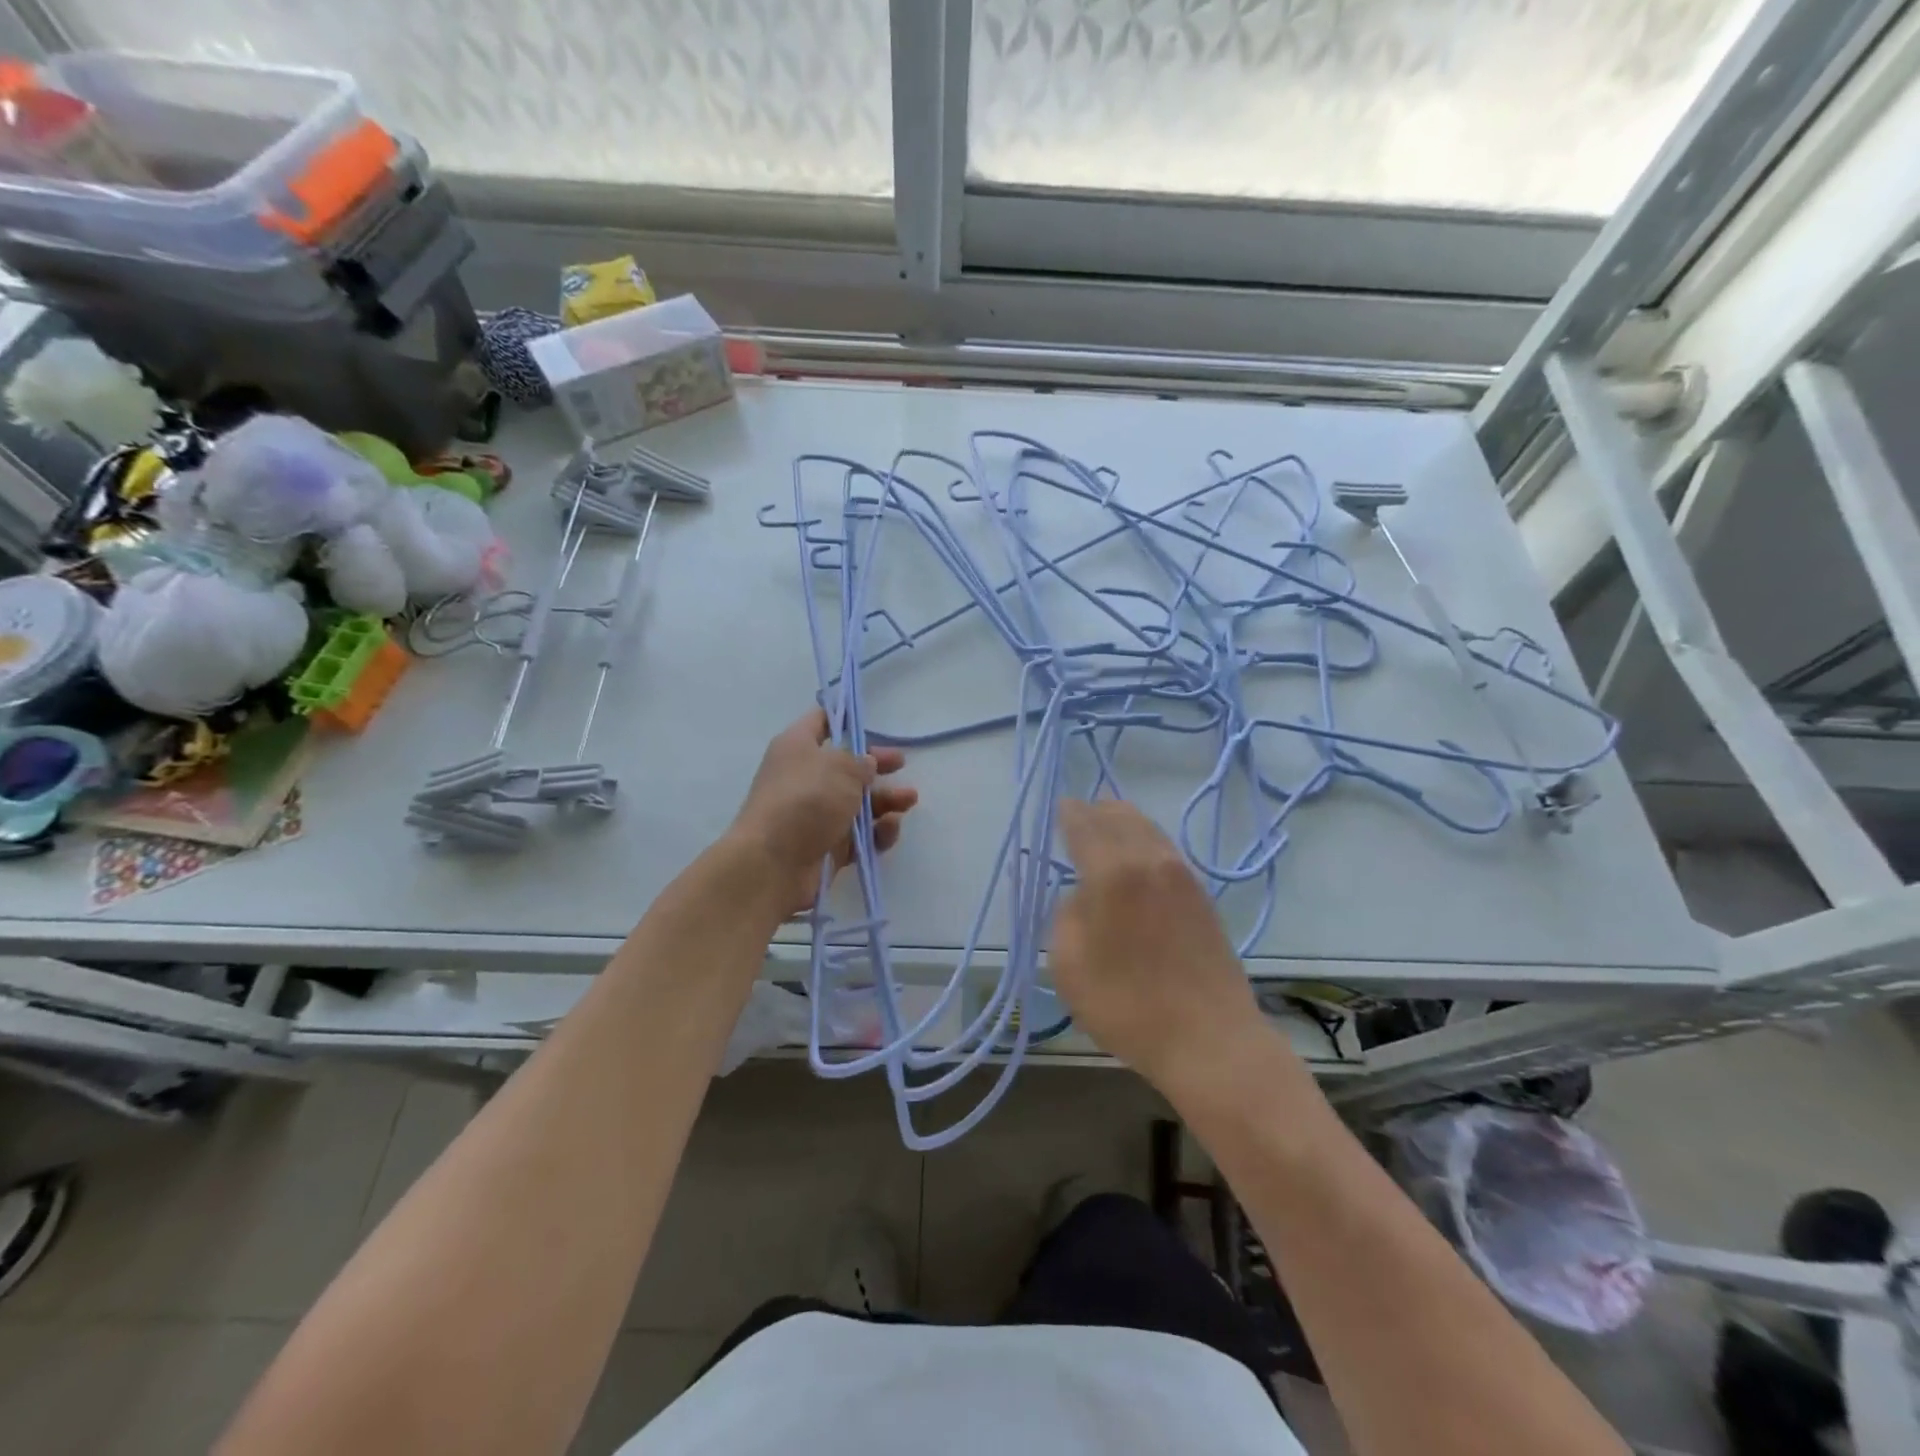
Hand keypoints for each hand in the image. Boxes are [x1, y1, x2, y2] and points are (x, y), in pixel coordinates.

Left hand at [728, 707, 917, 918]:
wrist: (773, 864)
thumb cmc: (805, 800)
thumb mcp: (840, 768)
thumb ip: (860, 762)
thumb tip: (866, 764)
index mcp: (798, 748)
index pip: (820, 722)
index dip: (844, 718)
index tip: (870, 719)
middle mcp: (805, 778)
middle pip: (846, 766)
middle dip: (876, 766)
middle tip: (901, 764)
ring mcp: (816, 815)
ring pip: (857, 803)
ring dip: (885, 800)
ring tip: (909, 800)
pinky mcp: (827, 846)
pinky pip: (859, 836)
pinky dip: (877, 832)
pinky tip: (890, 828)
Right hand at [1050, 798, 1268, 1096]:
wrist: (1209, 1039)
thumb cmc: (1127, 1005)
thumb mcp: (1069, 965)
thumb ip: (1066, 916)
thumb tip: (1081, 896)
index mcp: (1112, 871)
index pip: (1085, 824)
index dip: (1069, 813)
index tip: (1059, 807)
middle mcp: (1150, 860)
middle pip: (1121, 816)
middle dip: (1097, 811)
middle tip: (1080, 815)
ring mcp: (1182, 876)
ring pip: (1148, 829)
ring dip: (1124, 823)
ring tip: (1107, 829)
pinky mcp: (1201, 895)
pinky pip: (1166, 850)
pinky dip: (1146, 842)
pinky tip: (1138, 860)